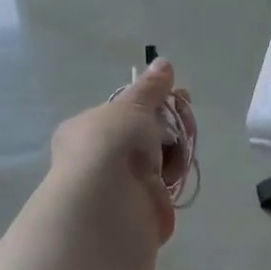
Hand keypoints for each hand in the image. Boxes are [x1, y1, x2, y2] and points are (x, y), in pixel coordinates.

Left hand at [48, 60, 194, 245]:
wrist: (108, 202)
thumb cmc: (110, 143)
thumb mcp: (132, 106)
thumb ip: (150, 88)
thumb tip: (163, 62)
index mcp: (84, 130)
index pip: (120, 112)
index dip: (149, 102)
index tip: (175, 94)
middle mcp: (97, 157)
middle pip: (141, 135)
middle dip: (166, 123)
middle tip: (186, 112)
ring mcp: (118, 184)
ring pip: (155, 159)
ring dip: (174, 147)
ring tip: (185, 140)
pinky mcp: (140, 207)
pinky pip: (163, 184)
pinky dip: (174, 174)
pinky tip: (180, 167)